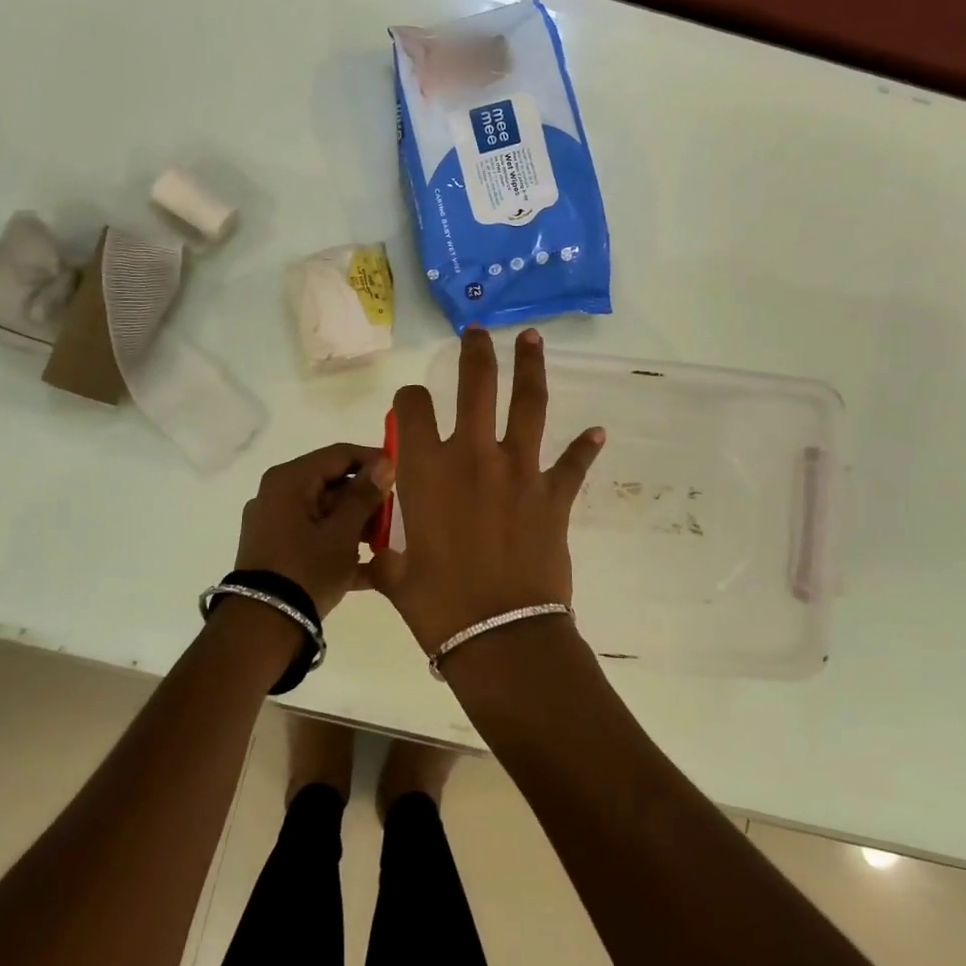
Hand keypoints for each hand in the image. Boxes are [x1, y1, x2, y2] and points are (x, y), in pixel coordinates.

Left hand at [235, 443, 393, 615]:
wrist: (262, 628)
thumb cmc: (306, 569)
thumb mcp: (343, 532)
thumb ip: (364, 495)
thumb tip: (384, 463)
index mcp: (290, 480)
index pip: (339, 454)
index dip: (372, 460)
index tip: (401, 475)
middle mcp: (277, 495)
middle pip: (332, 484)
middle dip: (366, 500)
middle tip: (396, 516)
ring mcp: (274, 525)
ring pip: (325, 513)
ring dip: (357, 526)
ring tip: (387, 545)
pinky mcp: (276, 552)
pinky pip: (314, 538)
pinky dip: (339, 547)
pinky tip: (371, 569)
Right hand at [368, 328, 604, 653]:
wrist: (501, 635)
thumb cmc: (438, 606)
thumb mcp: (396, 578)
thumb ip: (383, 558)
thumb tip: (368, 561)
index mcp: (425, 470)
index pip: (412, 408)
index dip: (409, 399)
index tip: (411, 403)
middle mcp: (472, 456)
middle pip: (476, 385)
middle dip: (476, 352)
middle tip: (477, 330)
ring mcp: (519, 470)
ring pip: (528, 404)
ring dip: (530, 367)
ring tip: (531, 338)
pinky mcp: (554, 494)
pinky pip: (572, 464)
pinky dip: (584, 448)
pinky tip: (596, 433)